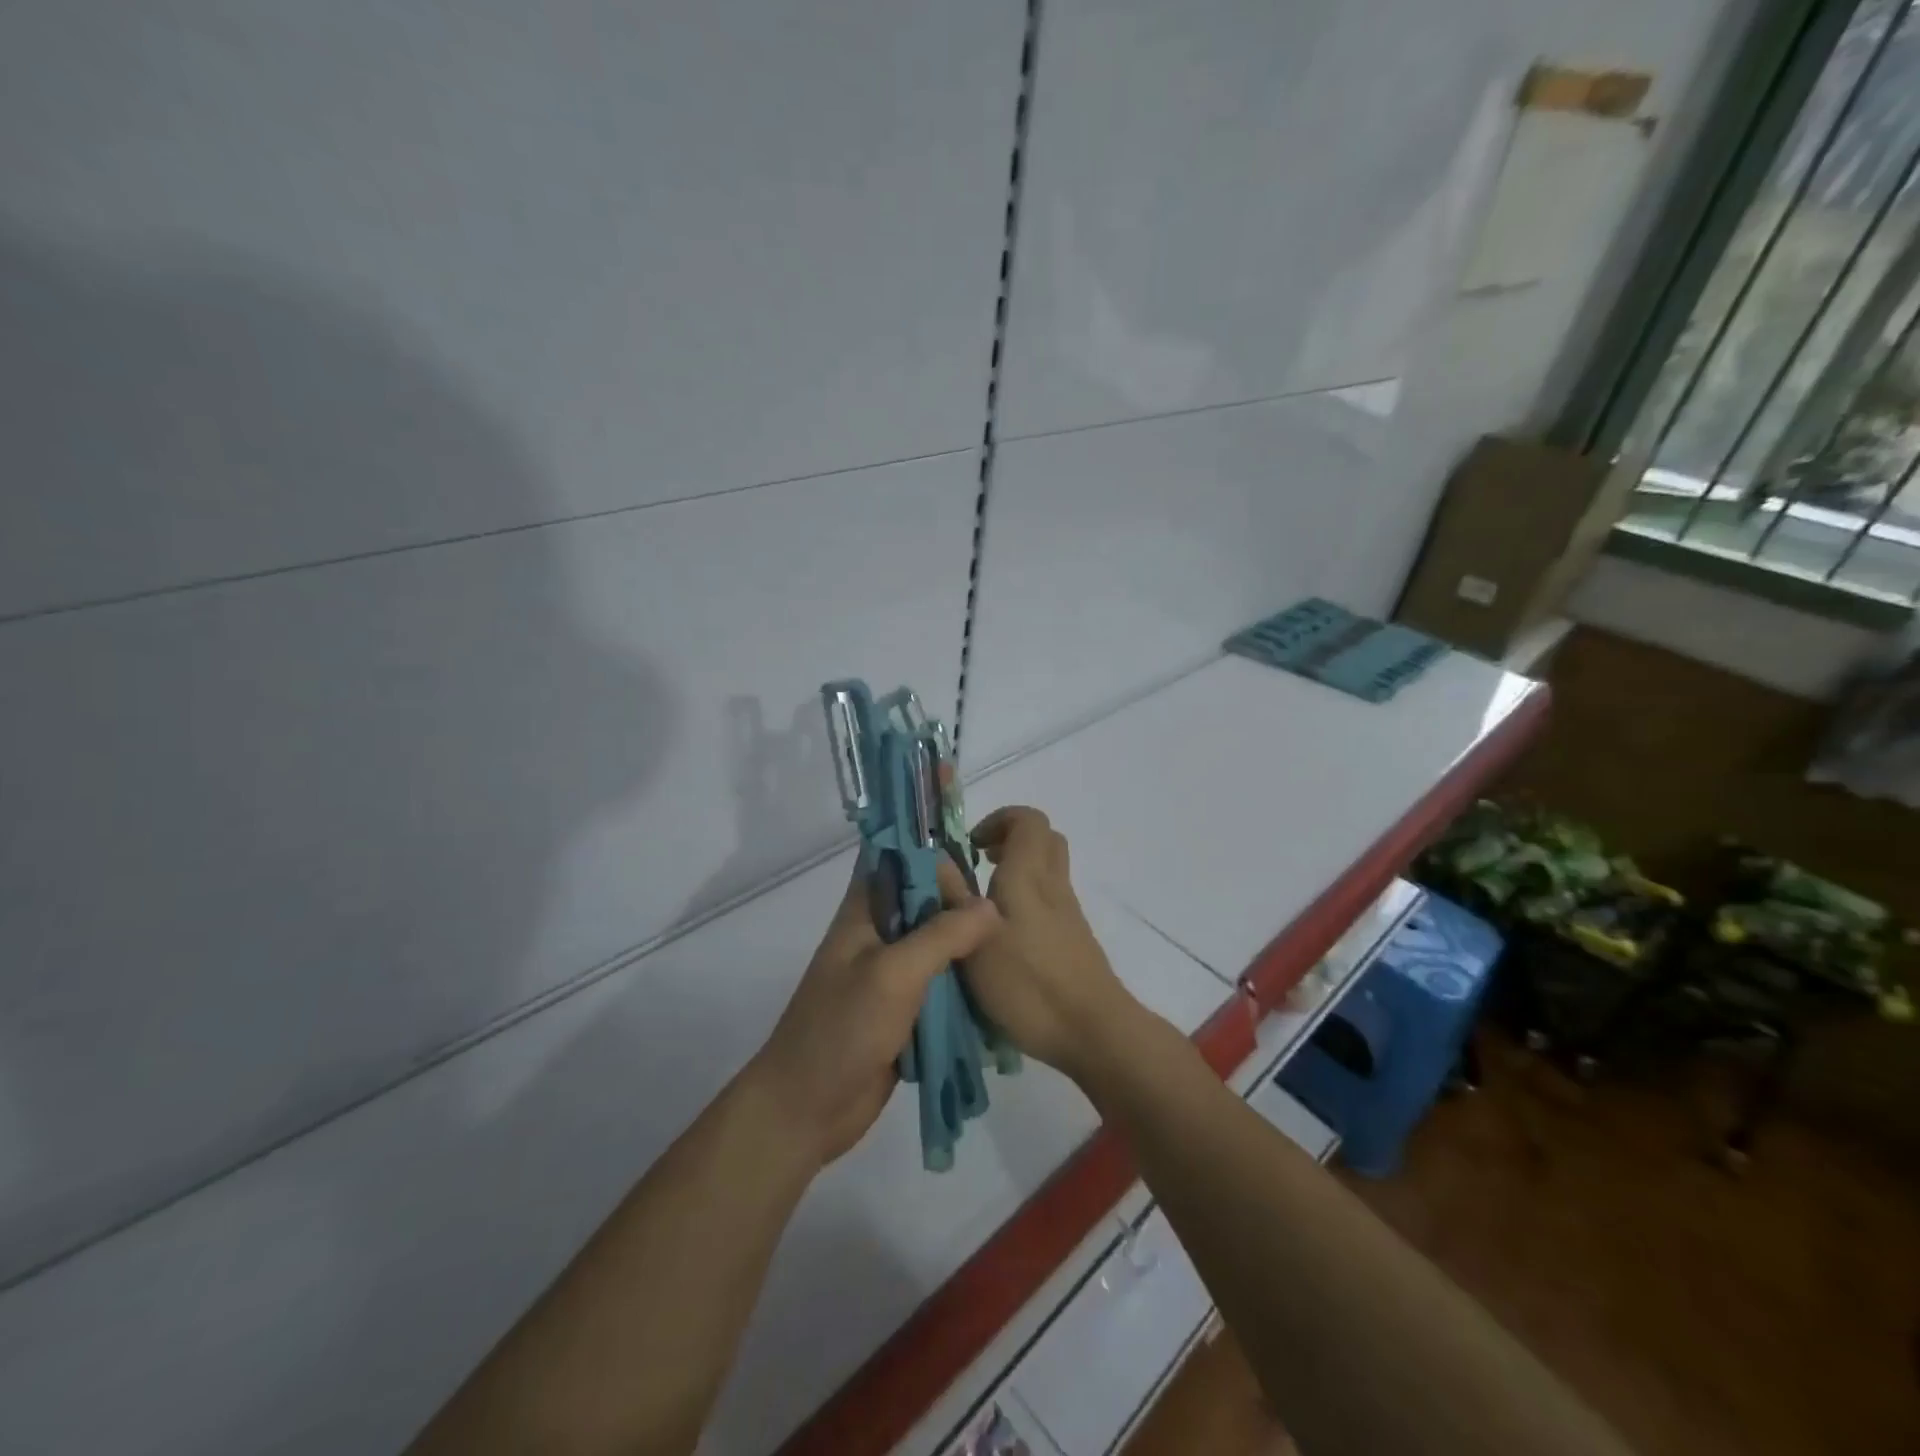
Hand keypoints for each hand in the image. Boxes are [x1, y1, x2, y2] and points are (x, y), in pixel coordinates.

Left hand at [754, 863, 999, 1169]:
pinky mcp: (907, 1008)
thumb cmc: (842, 1029)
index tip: (971, 879)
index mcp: (865, 909)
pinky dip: (966, 982)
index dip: (934, 858)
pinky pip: (944, 983)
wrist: (806, 1109)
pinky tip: (998, 986)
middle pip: (928, 899)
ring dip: (969, 946)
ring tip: (1009, 953)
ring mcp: (894, 972)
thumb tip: (991, 906)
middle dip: (963, 905)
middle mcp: (880, 932)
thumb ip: (943, 935)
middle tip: (1004, 923)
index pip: (900, 857)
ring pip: (940, 942)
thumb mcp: (894, 974)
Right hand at [964, 807, 1140, 1081]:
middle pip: (1043, 840)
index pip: (1028, 820)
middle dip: (1009, 841)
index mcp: (1029, 875)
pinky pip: (1050, 900)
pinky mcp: (1074, 939)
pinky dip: (1027, 901)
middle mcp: (1053, 885)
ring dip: (1018, 872)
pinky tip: (1004, 937)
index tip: (971, 845)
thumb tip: (934, 858)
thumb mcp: (975, 944)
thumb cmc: (1030, 984)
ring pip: (1047, 871)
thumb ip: (953, 898)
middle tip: (979, 864)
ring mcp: (1068, 913)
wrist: (1094, 1031)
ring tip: (982, 904)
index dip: (1000, 820)